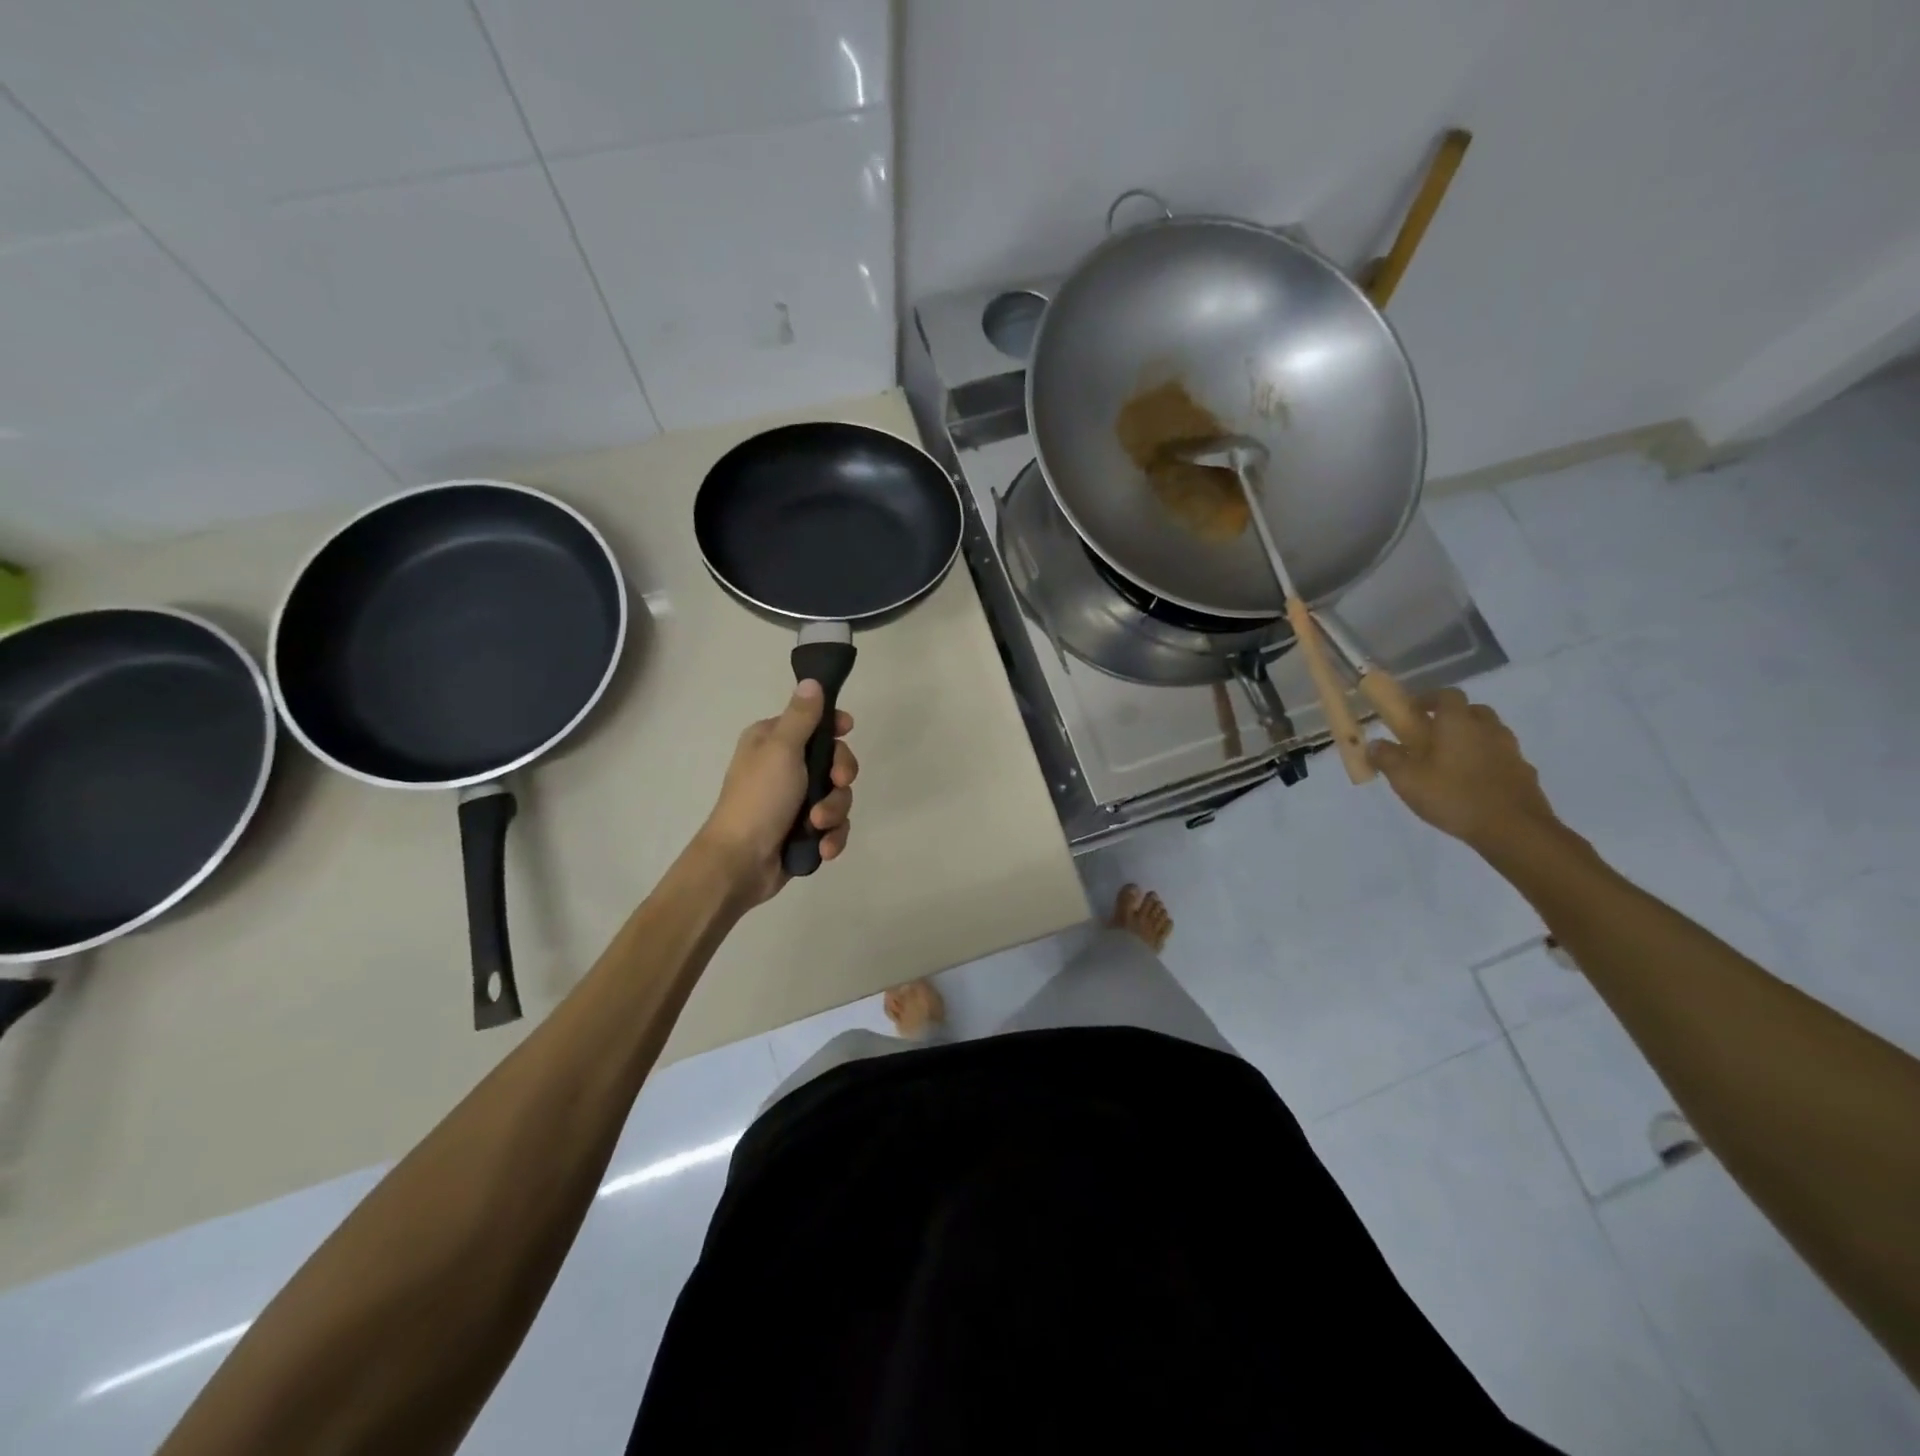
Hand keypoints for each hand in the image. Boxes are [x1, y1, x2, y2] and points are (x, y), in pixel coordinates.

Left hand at [695, 681, 857, 905]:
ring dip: (834, 812)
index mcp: (772, 741)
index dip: (834, 726)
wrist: (740, 863)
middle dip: (840, 777)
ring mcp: (796, 802)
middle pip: (834, 760)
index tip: (848, 729)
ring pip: (838, 796)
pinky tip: (823, 848)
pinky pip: (834, 826)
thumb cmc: (759, 799)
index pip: (813, 722)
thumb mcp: (781, 749)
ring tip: (816, 826)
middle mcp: (784, 767)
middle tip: (836, 783)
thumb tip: (811, 681)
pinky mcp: (805, 831)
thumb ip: (802, 716)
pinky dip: (832, 837)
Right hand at [1368, 688, 1559, 853]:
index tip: (1413, 711)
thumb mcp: (1407, 780)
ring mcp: (1511, 750)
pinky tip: (1473, 781)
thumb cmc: (1453, 797)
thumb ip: (1387, 758)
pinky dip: (1487, 760)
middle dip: (1452, 717)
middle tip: (1432, 736)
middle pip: (1472, 710)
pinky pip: (1501, 756)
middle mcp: (1488, 729)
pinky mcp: (1524, 772)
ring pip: (1490, 733)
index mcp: (1458, 723)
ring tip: (1451, 761)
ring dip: (1471, 738)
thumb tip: (1374, 744)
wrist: (1514, 830)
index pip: (1447, 694)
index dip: (1429, 698)